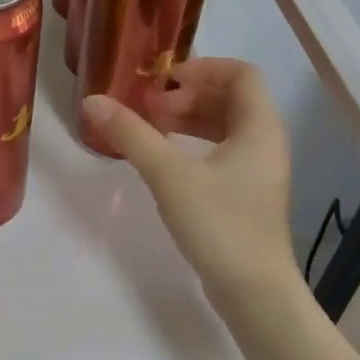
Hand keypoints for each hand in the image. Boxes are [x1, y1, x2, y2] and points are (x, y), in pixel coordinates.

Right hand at [82, 59, 296, 303]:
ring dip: (191, 119)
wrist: (254, 292)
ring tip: (153, 129)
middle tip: (151, 109)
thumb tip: (92, 101)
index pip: (241, 73)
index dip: (201, 68)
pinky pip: (224, 151)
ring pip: (227, 126)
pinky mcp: (249, 194)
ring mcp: (260, 170)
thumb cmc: (219, 224)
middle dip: (189, 95)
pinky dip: (196, 144)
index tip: (163, 82)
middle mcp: (266, 142)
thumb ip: (131, 134)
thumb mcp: (169, 175)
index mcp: (260, 127)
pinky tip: (168, 160)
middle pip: (232, 97)